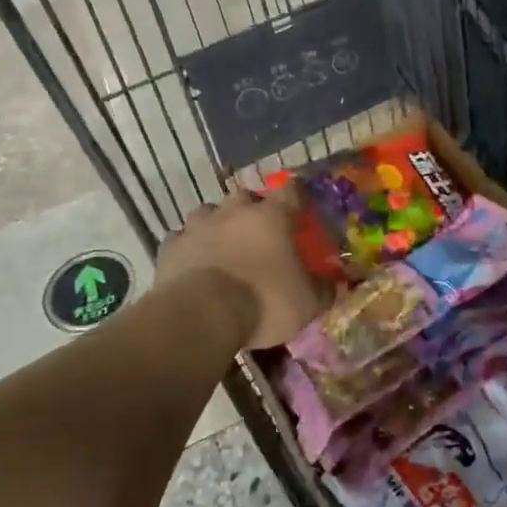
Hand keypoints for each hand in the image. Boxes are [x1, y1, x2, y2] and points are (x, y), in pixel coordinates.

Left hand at [156, 189, 322, 351]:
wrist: (201, 315)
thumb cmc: (264, 300)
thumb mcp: (307, 302)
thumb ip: (323, 290)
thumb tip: (336, 285)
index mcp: (272, 216)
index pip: (292, 191)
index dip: (298, 196)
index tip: (301, 204)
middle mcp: (235, 211)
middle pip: (246, 197)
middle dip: (253, 209)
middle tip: (259, 231)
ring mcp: (198, 226)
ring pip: (209, 212)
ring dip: (217, 223)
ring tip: (223, 244)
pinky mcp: (170, 247)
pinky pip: (181, 239)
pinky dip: (189, 247)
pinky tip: (193, 263)